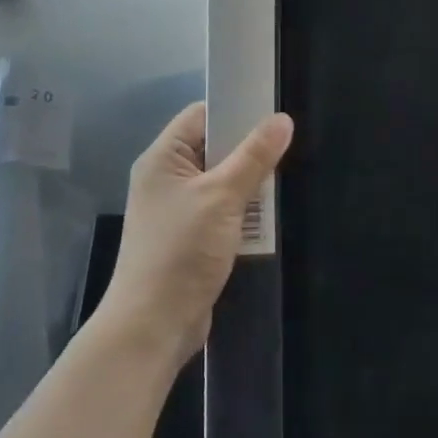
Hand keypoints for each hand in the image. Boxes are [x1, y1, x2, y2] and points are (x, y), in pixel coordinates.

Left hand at [100, 102, 293, 362]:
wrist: (152, 326)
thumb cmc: (182, 251)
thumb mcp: (223, 198)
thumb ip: (254, 156)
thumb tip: (282, 119)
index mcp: (163, 158)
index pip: (201, 115)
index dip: (235, 110)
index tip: (272, 113)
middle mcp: (166, 177)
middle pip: (213, 147)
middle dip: (248, 151)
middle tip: (285, 150)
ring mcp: (176, 209)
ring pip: (221, 180)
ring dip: (248, 185)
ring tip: (279, 185)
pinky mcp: (189, 236)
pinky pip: (220, 210)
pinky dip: (241, 212)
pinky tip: (266, 219)